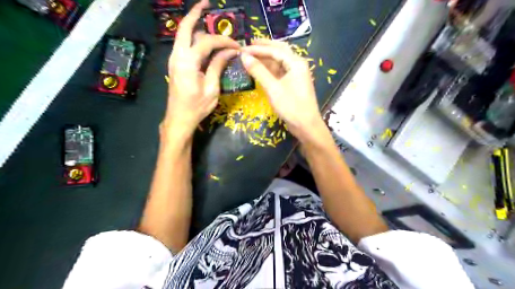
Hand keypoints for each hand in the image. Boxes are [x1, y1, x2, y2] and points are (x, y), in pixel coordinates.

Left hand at [162, 0, 239, 139]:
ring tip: (208, 20)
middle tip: (207, 3)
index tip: (237, 46)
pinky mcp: (175, 64)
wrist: (179, 118)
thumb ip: (218, 66)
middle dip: (196, 13)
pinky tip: (203, 39)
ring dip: (195, 25)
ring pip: (183, 35)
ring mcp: (174, 59)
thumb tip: (229, 51)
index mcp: (188, 62)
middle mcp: (177, 55)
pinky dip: (193, 37)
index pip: (208, 42)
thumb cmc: (197, 107)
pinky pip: (183, 45)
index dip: (224, 41)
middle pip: (185, 27)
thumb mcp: (212, 88)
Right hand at [241, 38, 319, 141]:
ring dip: (266, 58)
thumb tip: (244, 56)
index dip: (258, 49)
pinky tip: (260, 68)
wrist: (306, 126)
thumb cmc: (291, 106)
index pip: (275, 50)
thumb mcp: (273, 88)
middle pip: (279, 51)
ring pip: (279, 61)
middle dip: (264, 47)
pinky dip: (269, 69)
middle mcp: (297, 65)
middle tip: (249, 44)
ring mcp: (295, 75)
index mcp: (296, 63)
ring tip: (251, 55)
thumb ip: (259, 71)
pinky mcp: (292, 83)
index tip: (242, 49)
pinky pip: (280, 71)